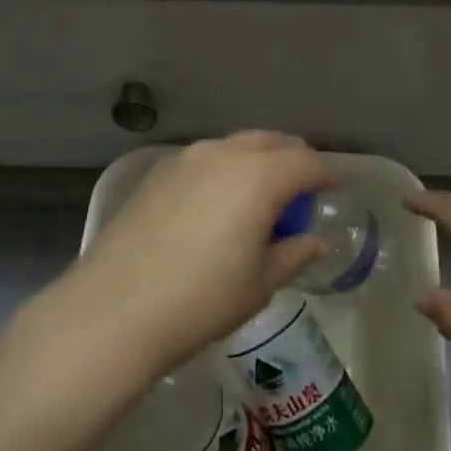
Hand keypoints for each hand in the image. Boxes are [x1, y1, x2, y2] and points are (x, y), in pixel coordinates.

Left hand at [44, 132, 330, 377]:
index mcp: (259, 176)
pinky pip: (206, 158)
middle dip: (294, 158)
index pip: (305, 162)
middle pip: (271, 142)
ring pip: (236, 145)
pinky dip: (226, 168)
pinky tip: (220, 200)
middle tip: (304, 187)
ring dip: (258, 160)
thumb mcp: (258, 284)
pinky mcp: (158, 172)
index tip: (336, 188)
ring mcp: (187, 158)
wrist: (114, 309)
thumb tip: (313, 240)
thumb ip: (293, 253)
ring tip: (263, 194)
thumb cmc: (201, 300)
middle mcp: (224, 154)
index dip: (326, 173)